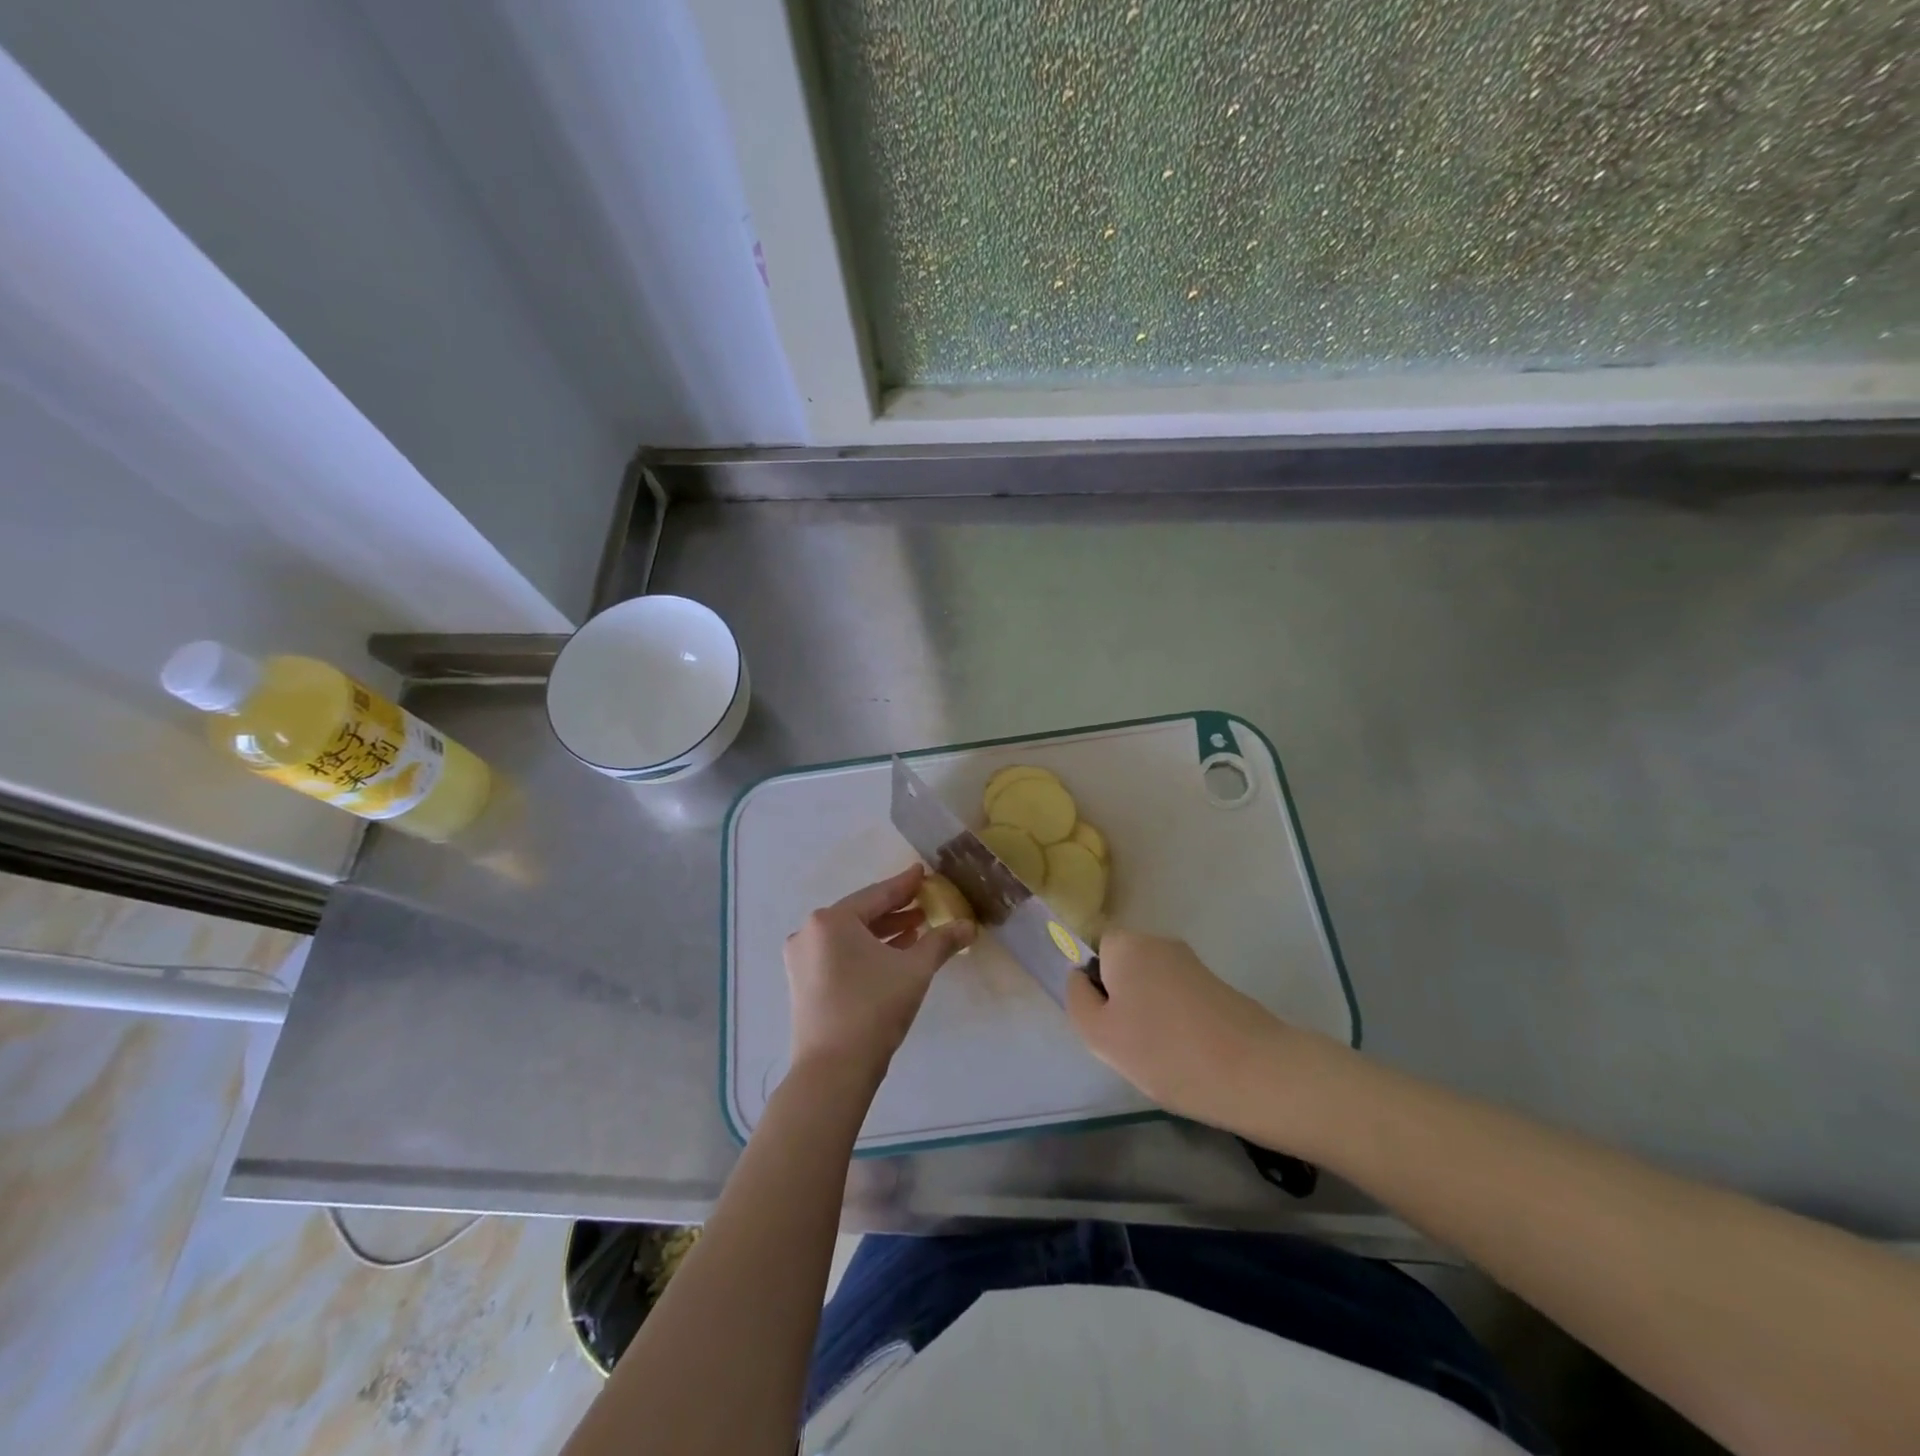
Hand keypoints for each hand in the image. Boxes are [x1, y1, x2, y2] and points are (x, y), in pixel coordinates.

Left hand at [785, 865, 975, 1084]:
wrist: (833, 1070)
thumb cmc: (874, 1008)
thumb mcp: (914, 970)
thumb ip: (942, 941)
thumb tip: (969, 926)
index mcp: (832, 920)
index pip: (878, 894)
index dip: (905, 884)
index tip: (923, 872)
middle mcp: (810, 932)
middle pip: (862, 914)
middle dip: (896, 911)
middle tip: (926, 905)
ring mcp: (802, 959)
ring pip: (850, 936)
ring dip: (883, 932)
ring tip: (916, 930)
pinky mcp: (802, 983)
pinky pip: (839, 954)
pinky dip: (865, 951)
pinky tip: (891, 955)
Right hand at [1066, 930, 1292, 1132]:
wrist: (1255, 1072)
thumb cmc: (1164, 1051)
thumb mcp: (1100, 1034)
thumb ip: (1078, 999)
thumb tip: (1080, 977)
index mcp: (1126, 944)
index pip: (1092, 948)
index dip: (1092, 983)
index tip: (1103, 1021)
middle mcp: (1158, 942)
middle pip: (1122, 965)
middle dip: (1119, 1000)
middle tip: (1126, 1043)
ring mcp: (1191, 963)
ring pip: (1149, 984)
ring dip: (1147, 1013)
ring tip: (1158, 1055)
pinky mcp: (1216, 986)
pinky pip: (1177, 998)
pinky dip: (1174, 1021)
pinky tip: (1185, 1054)